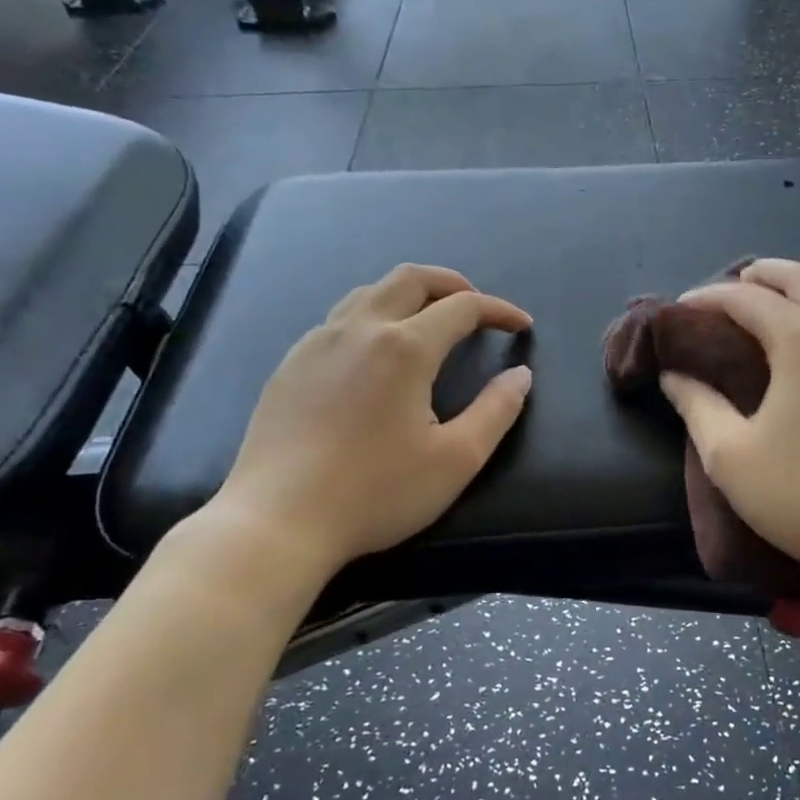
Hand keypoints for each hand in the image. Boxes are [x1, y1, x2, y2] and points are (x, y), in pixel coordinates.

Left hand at [207, 264, 532, 590]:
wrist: (277, 521)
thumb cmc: (376, 493)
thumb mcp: (456, 459)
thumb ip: (497, 410)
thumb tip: (521, 375)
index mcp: (405, 347)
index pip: (463, 307)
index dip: (499, 310)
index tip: (521, 326)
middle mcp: (360, 328)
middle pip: (412, 278)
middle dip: (453, 283)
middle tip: (477, 307)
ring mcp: (318, 342)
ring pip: (370, 291)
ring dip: (410, 294)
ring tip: (431, 320)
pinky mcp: (291, 363)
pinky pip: (340, 317)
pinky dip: (374, 314)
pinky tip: (377, 352)